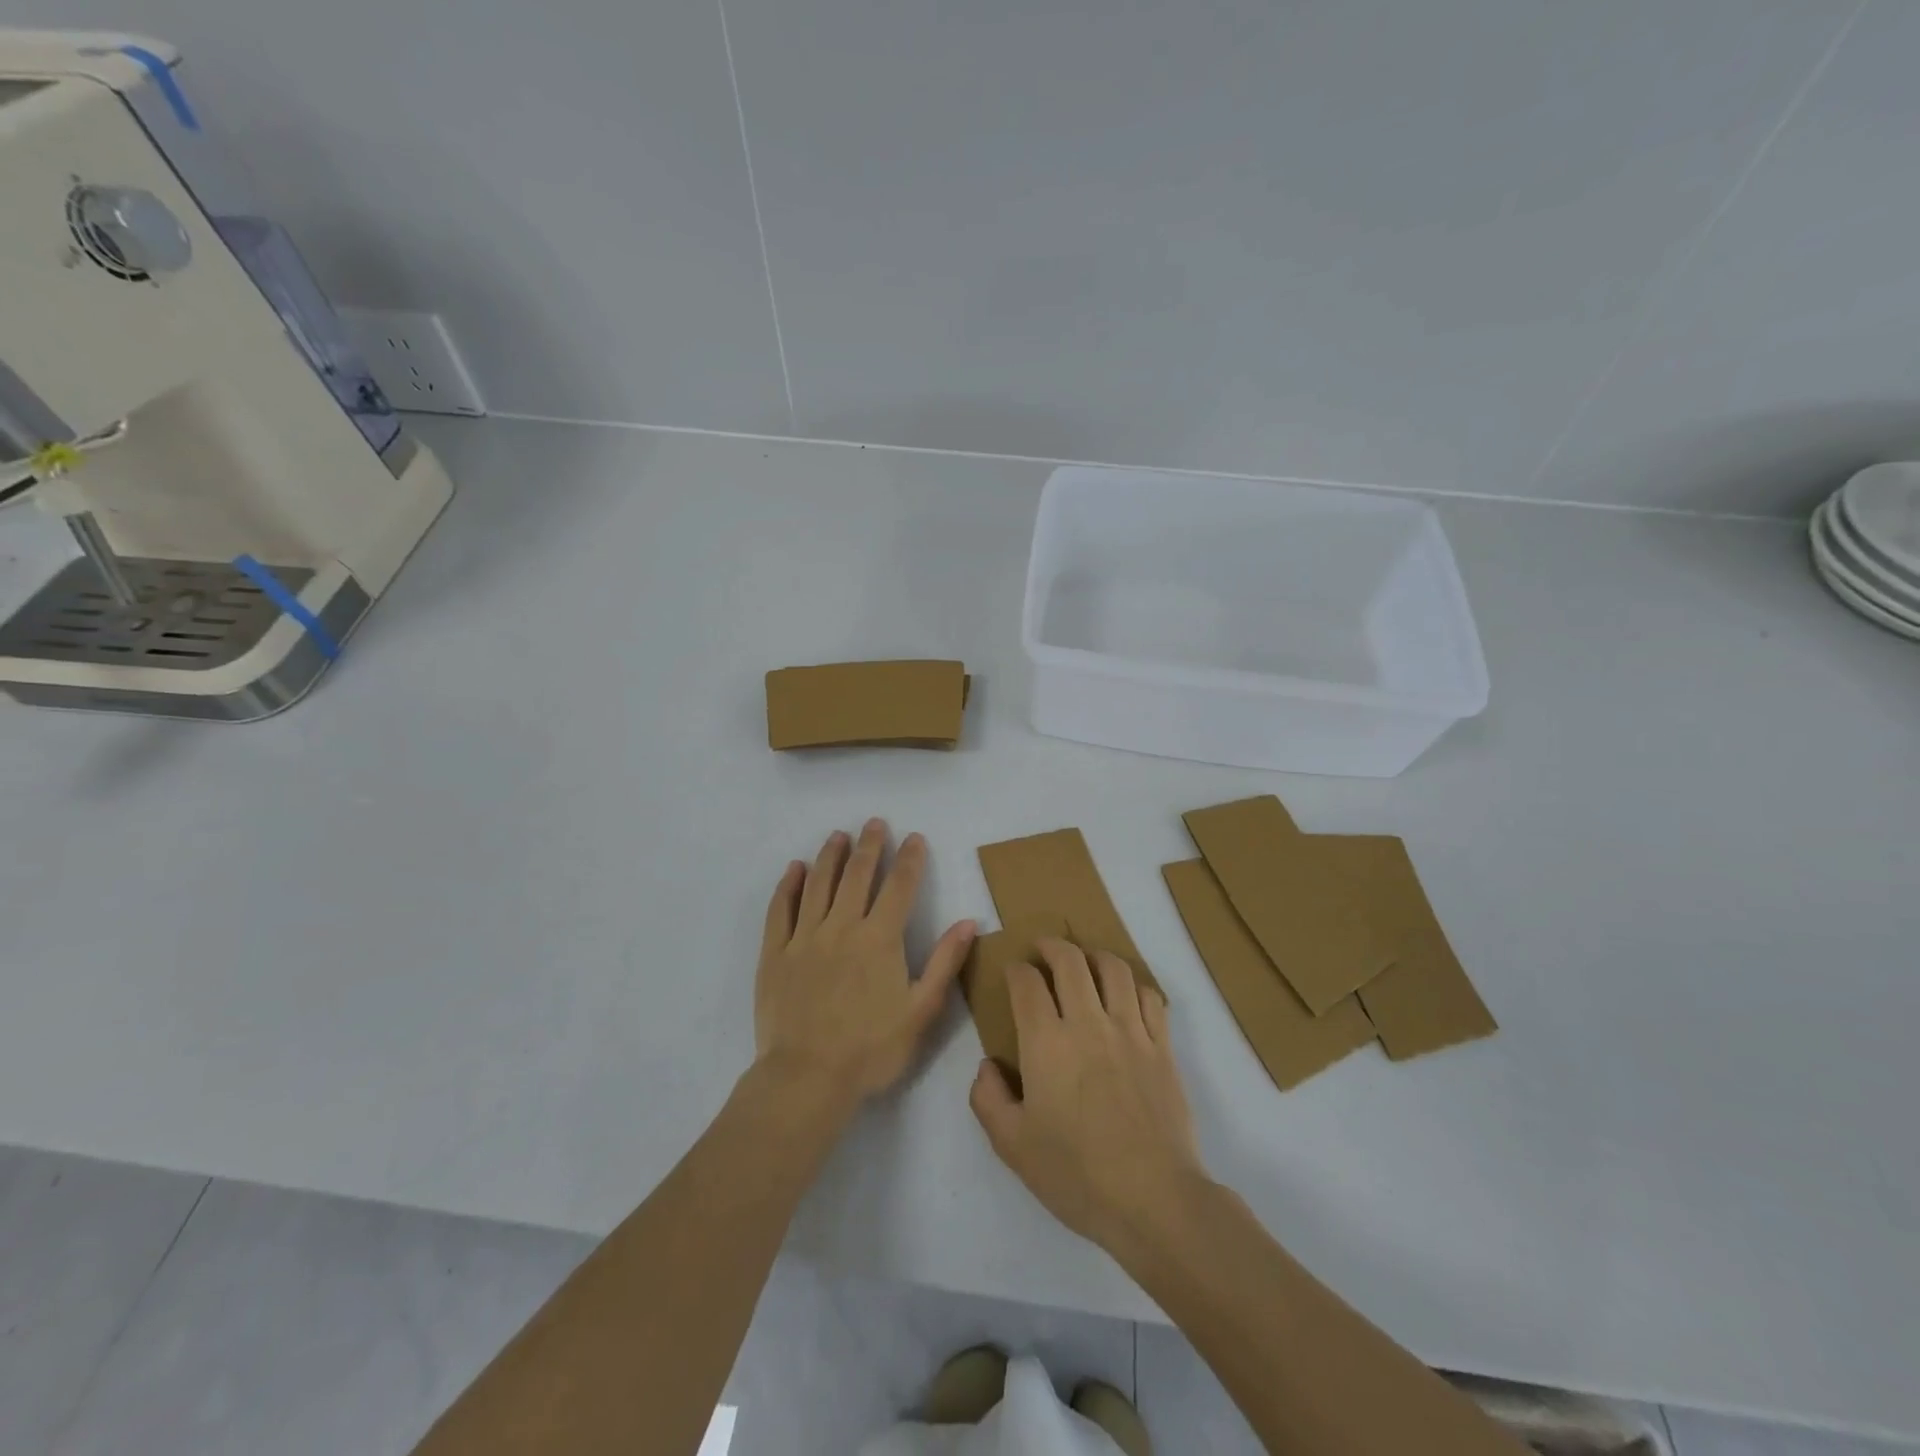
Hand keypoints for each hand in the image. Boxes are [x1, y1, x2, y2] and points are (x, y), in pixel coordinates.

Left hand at [755, 819, 975, 1112]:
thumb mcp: (921, 1011)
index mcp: (880, 939)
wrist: (806, 1078)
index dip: (910, 860)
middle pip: (858, 875)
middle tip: (875, 823)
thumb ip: (945, 963)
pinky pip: (781, 909)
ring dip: (831, 856)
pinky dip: (789, 885)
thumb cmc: (871, 1049)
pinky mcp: (776, 954)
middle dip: (870, 846)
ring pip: (819, 884)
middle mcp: (842, 927)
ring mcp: (805, 938)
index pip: (899, 887)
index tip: (915, 838)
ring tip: (839, 835)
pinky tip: (795, 869)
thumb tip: (968, 921)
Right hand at [969, 938, 1206, 1254]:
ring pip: (1113, 968)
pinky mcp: (1163, 1046)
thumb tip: (988, 1065)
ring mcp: (1131, 1031)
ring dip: (1094, 956)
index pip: (1027, 983)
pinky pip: (1149, 996)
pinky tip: (1126, 996)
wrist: (1154, 1199)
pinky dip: (1133, 985)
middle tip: (1043, 950)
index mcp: (1046, 1042)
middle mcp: (1088, 1022)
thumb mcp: (1012, 1146)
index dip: (1016, 969)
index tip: (1012, 971)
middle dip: (1051, 946)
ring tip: (1085, 963)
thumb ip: (988, 1099)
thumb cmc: (1077, 1175)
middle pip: (1070, 960)